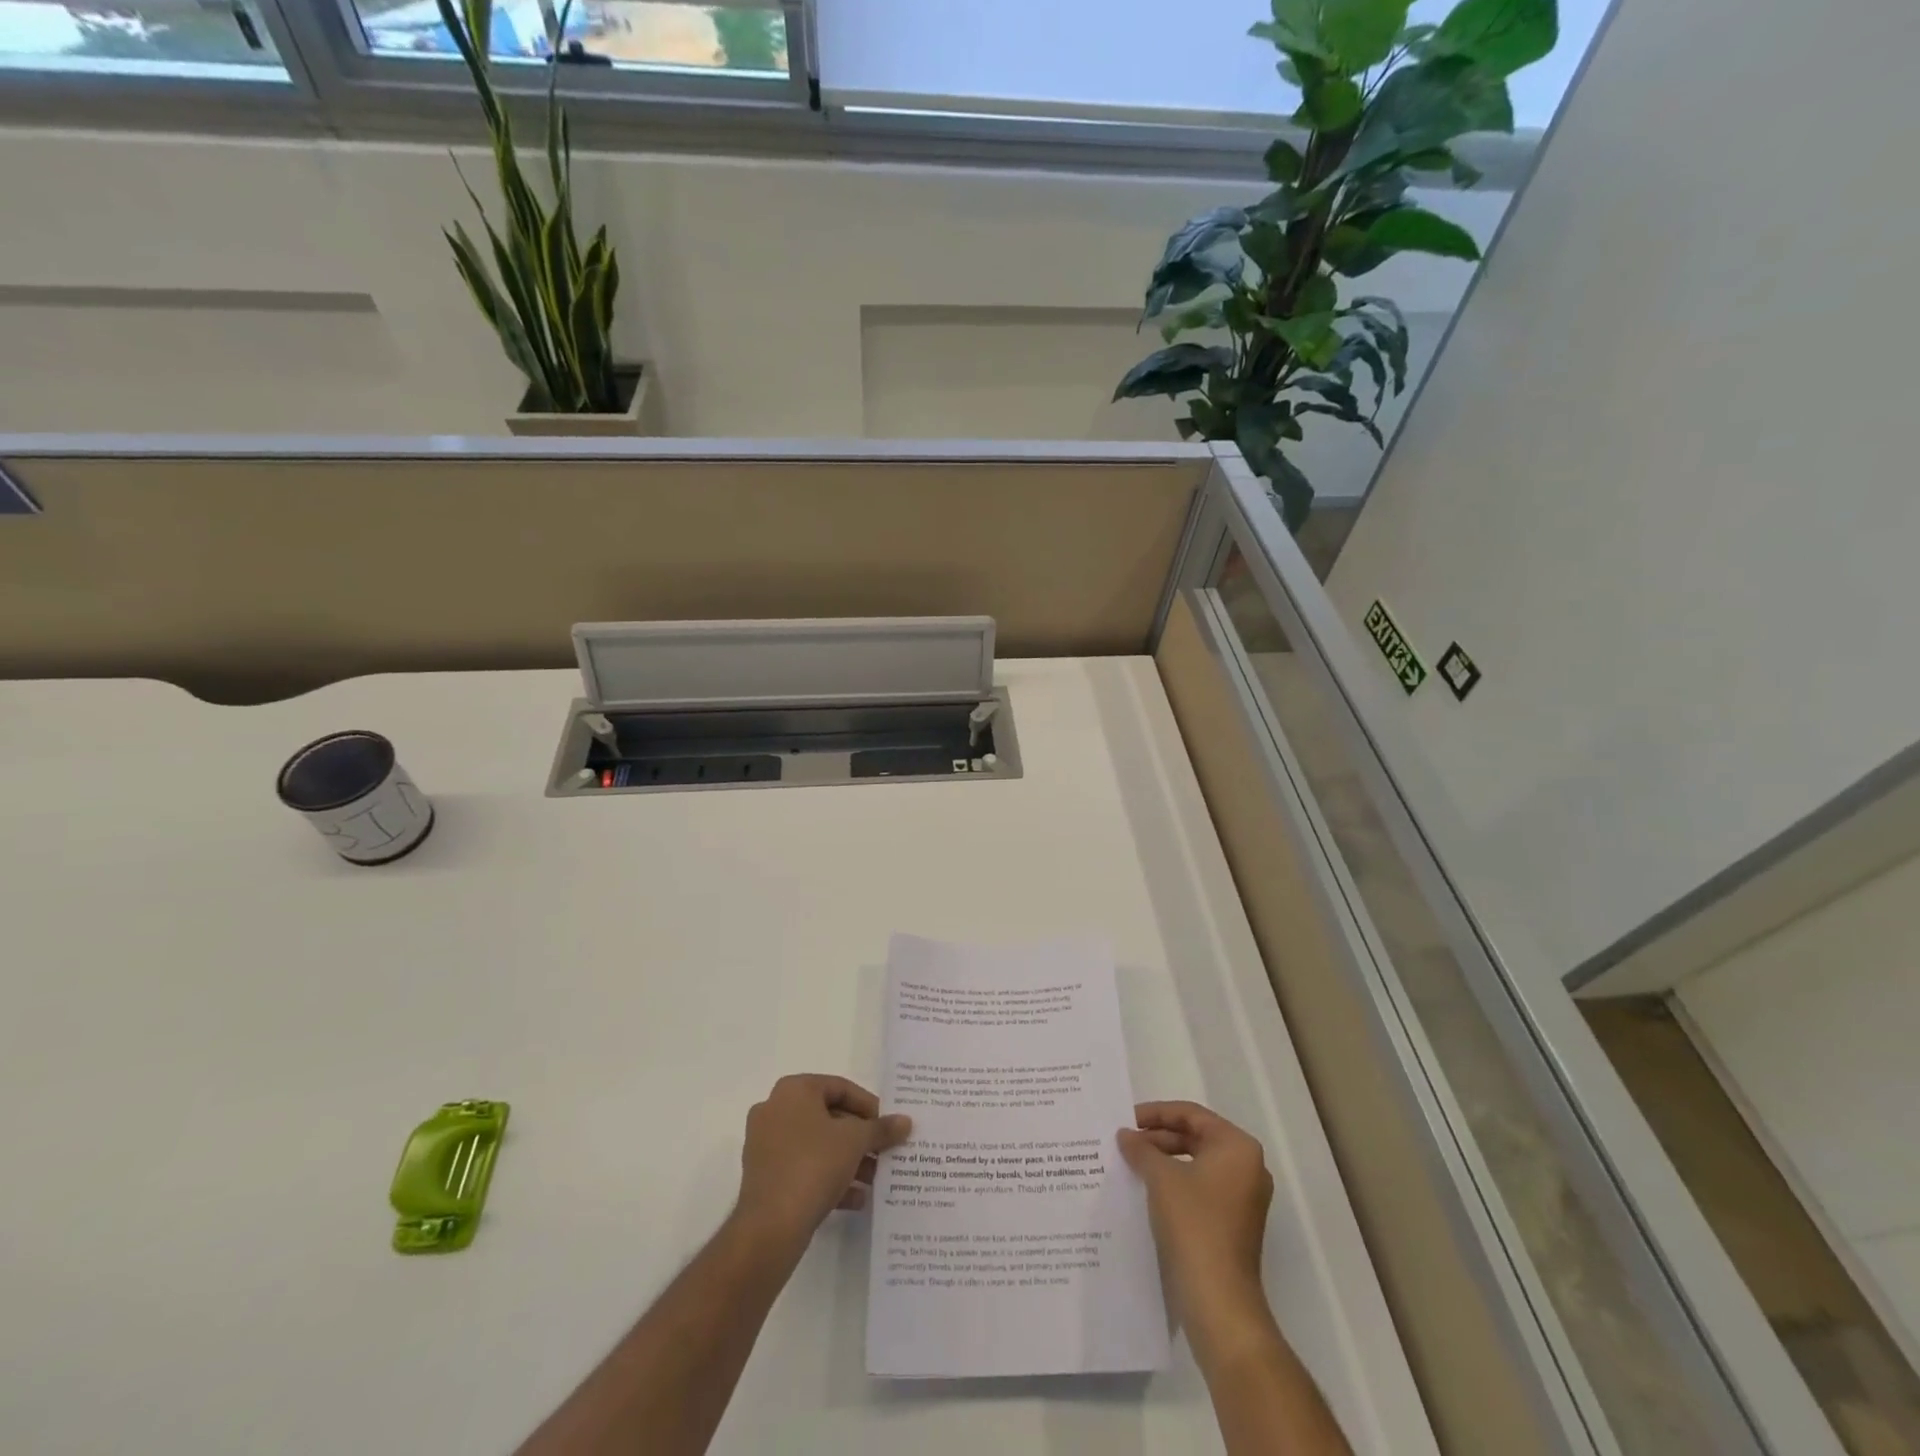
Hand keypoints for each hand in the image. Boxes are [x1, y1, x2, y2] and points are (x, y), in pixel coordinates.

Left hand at [734, 1075, 911, 1248]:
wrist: (770, 1227)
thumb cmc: (814, 1165)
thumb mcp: (856, 1141)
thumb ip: (881, 1128)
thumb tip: (905, 1121)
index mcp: (793, 1090)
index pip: (840, 1087)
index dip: (869, 1106)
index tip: (888, 1125)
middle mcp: (775, 1110)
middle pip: (828, 1117)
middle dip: (859, 1137)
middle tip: (883, 1151)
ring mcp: (766, 1145)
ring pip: (817, 1145)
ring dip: (847, 1160)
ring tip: (874, 1178)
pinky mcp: (765, 1177)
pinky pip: (803, 1168)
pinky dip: (829, 1178)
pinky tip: (856, 1198)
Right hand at [1118, 1101, 1275, 1355]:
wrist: (1219, 1301)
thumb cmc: (1194, 1224)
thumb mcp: (1161, 1177)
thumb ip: (1141, 1149)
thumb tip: (1126, 1135)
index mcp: (1237, 1147)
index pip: (1191, 1114)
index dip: (1156, 1113)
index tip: (1127, 1119)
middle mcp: (1247, 1167)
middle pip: (1196, 1137)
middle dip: (1159, 1138)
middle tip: (1126, 1141)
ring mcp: (1244, 1198)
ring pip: (1197, 1163)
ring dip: (1164, 1160)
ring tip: (1132, 1164)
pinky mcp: (1234, 1223)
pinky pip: (1201, 1188)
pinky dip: (1175, 1183)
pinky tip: (1148, 1190)